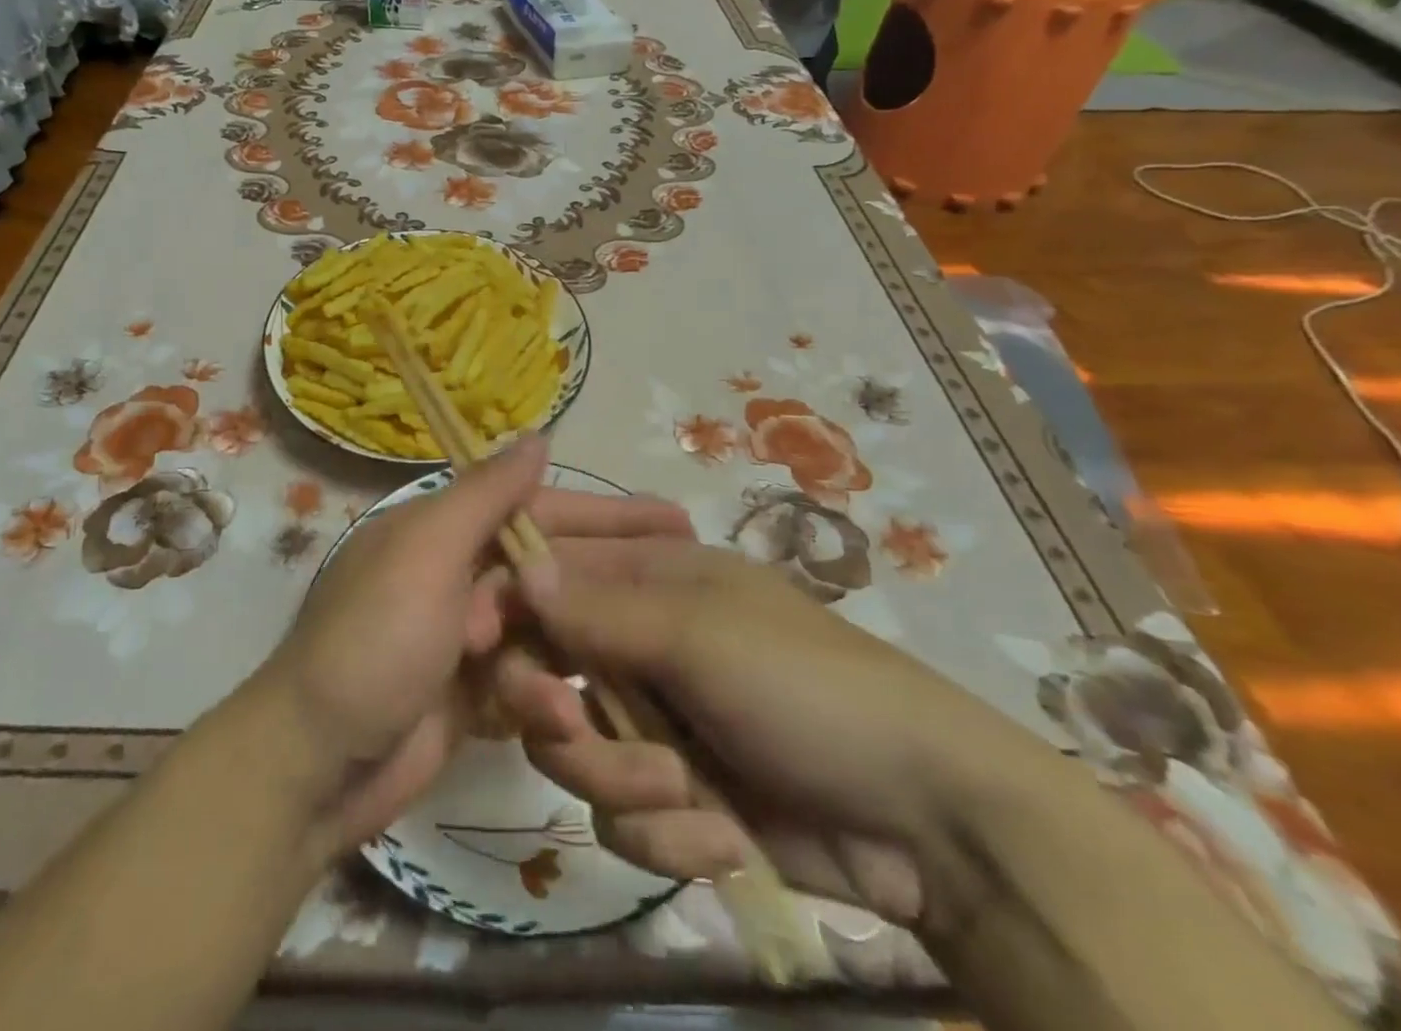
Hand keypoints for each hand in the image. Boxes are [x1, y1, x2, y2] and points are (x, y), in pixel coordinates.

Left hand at [255, 437, 692, 858]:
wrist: (314, 766)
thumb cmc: (374, 642)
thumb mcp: (426, 554)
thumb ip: (485, 496)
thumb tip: (538, 436)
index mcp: (441, 530)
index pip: (537, 508)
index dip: (606, 513)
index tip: (673, 520)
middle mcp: (455, 573)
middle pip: (549, 569)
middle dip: (607, 582)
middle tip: (687, 589)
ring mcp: (463, 637)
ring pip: (544, 629)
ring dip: (576, 650)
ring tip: (635, 666)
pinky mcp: (470, 693)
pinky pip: (526, 681)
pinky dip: (544, 694)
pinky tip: (566, 713)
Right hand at [494, 535, 1046, 927]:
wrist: (926, 822)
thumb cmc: (805, 686)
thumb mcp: (698, 634)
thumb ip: (599, 610)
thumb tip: (518, 572)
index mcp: (646, 579)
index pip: (546, 576)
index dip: (509, 606)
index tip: (482, 643)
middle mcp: (637, 643)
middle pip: (543, 669)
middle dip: (554, 710)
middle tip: (570, 726)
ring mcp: (652, 722)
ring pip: (572, 751)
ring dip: (619, 782)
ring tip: (683, 793)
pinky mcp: (672, 796)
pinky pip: (619, 818)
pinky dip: (664, 835)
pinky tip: (719, 837)